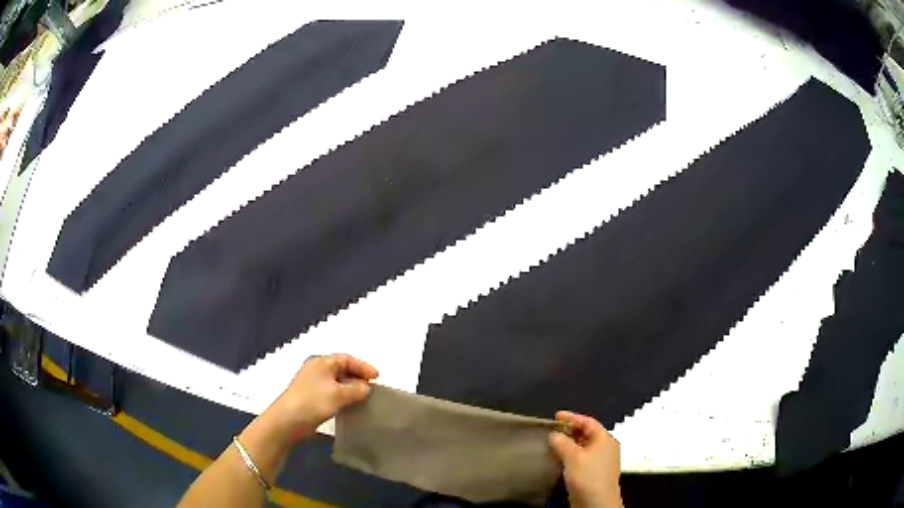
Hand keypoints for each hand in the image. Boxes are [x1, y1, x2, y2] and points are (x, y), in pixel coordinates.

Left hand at [265, 354, 378, 442]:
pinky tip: (350, 406)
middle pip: (342, 369)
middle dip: (358, 377)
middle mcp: (316, 369)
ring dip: (351, 388)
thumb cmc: (313, 402)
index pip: (346, 359)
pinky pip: (332, 393)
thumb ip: (356, 389)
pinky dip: (343, 397)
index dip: (363, 366)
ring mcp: (312, 384)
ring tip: (364, 398)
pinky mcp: (311, 398)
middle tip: (372, 388)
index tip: (377, 377)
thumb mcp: (339, 394)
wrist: (288, 421)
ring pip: (337, 382)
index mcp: (322, 362)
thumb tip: (367, 388)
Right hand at [549, 411, 622, 507]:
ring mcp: (601, 461)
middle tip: (552, 429)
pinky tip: (558, 460)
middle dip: (570, 431)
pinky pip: (581, 458)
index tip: (556, 416)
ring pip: (583, 447)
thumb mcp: (573, 457)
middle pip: (587, 434)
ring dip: (569, 444)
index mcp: (605, 439)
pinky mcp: (594, 473)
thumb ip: (562, 443)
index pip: (588, 422)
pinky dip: (570, 456)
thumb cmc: (588, 476)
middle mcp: (605, 447)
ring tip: (552, 444)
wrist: (596, 503)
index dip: (572, 417)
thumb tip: (554, 434)